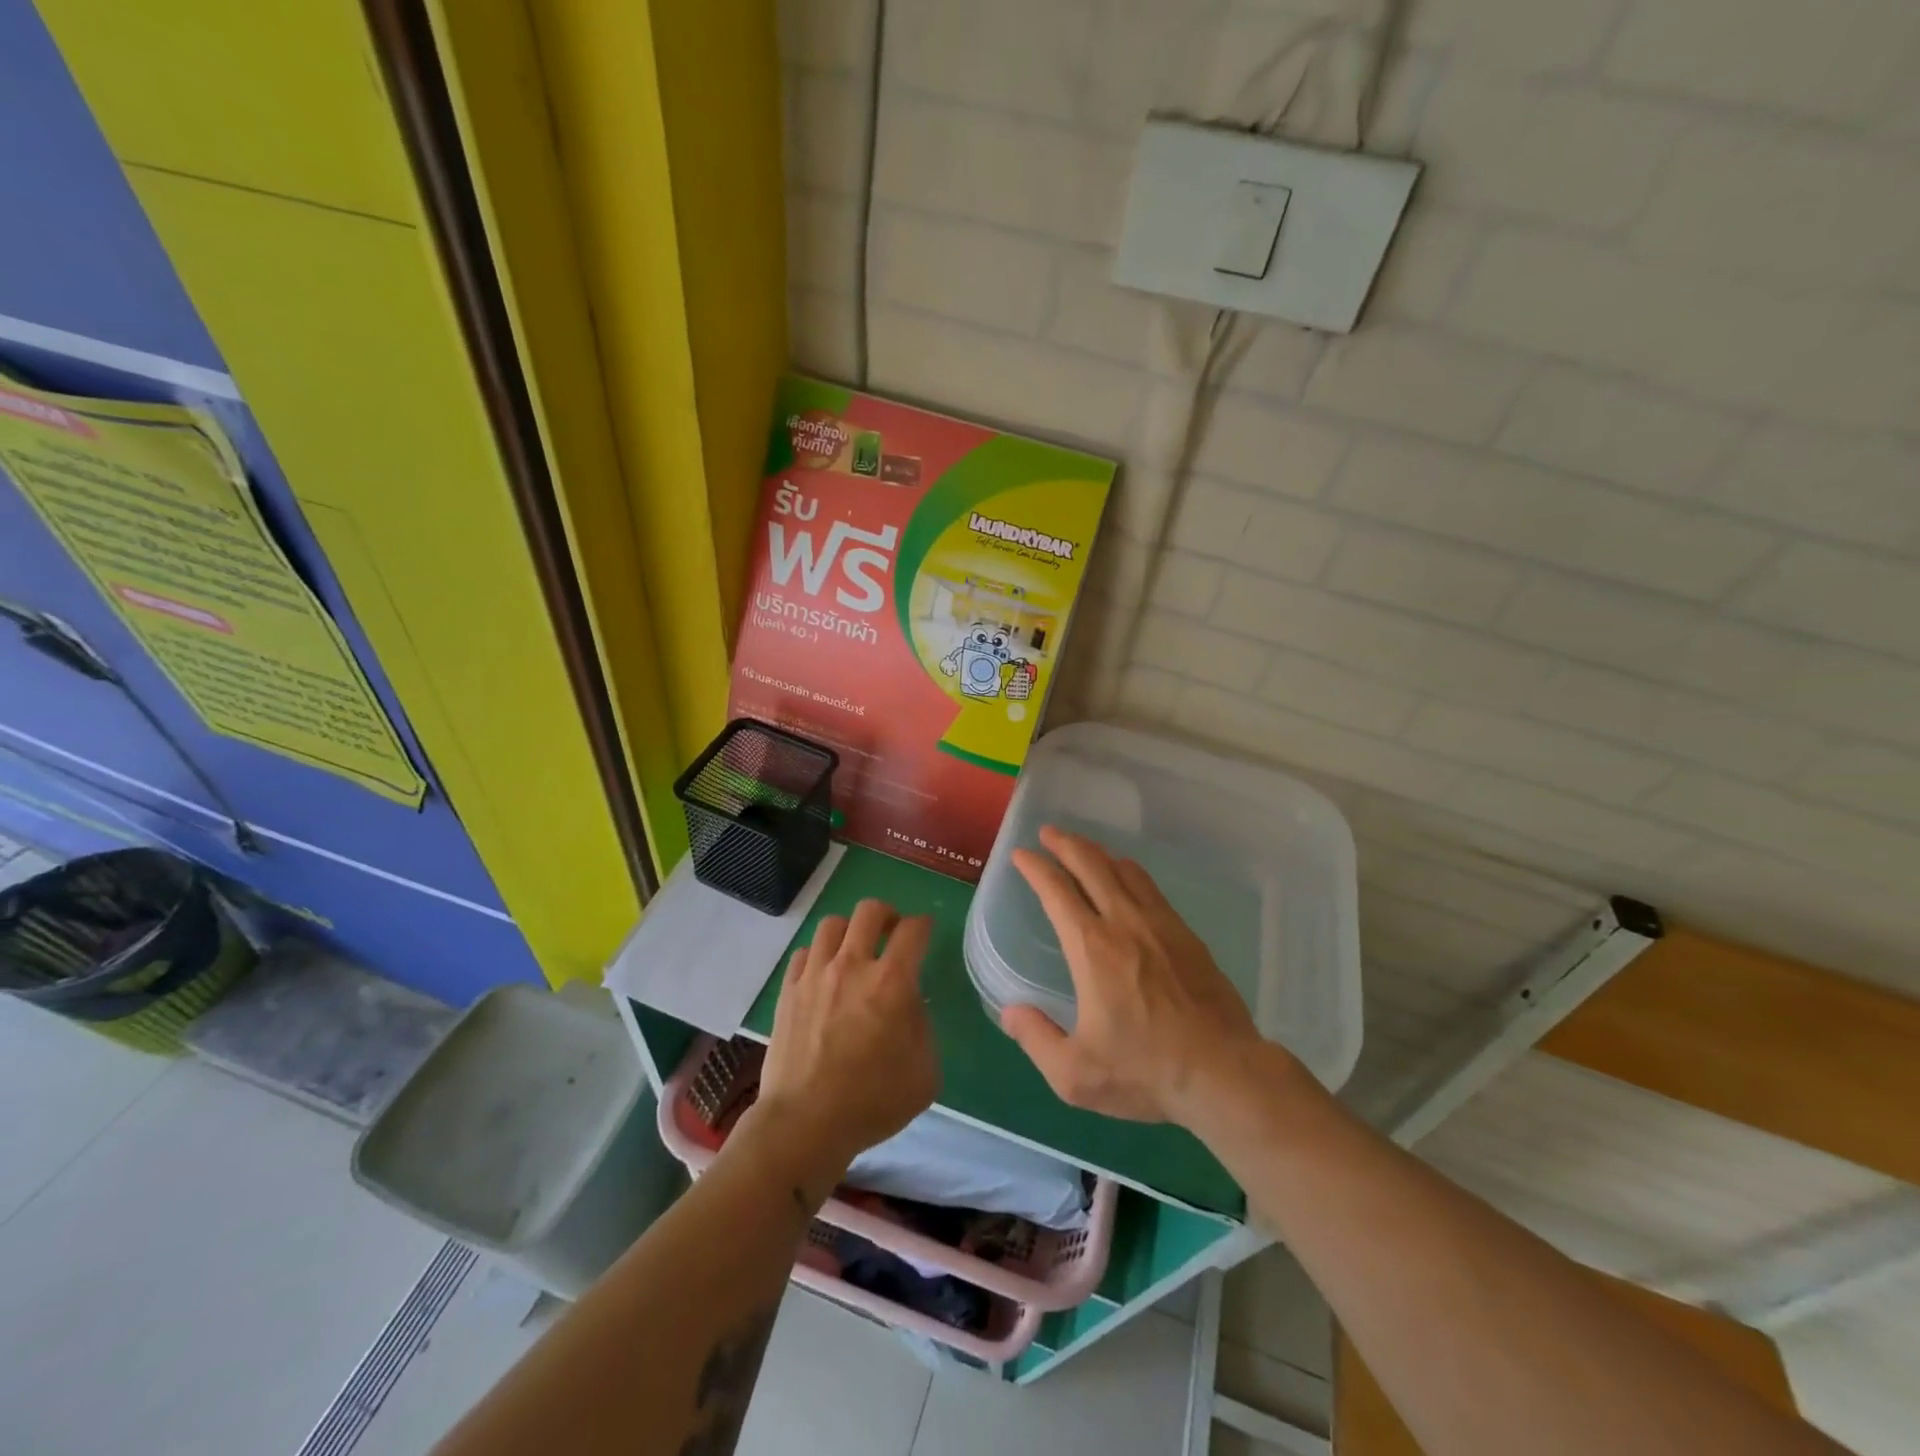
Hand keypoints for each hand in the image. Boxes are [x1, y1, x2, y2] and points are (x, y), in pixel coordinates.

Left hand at [745, 900, 939, 1198]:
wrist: (806, 1123)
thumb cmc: (873, 1102)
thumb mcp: (925, 1073)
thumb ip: (923, 1028)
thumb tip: (910, 1005)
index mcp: (891, 982)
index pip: (913, 930)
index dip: (923, 925)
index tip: (924, 932)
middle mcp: (852, 966)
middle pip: (869, 911)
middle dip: (886, 915)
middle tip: (890, 933)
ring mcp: (815, 975)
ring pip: (832, 924)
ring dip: (849, 931)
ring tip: (854, 950)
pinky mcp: (788, 990)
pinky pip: (803, 953)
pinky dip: (818, 955)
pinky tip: (823, 974)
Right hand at [1002, 825, 1264, 1124]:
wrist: (1224, 1073)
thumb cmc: (1145, 1071)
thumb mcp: (1076, 1075)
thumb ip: (1036, 1039)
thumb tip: (1010, 1012)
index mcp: (1091, 949)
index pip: (1057, 891)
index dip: (1036, 868)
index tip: (1022, 855)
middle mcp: (1124, 923)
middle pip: (1092, 865)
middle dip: (1065, 844)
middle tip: (1048, 832)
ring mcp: (1160, 924)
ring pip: (1124, 870)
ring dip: (1098, 853)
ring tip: (1083, 848)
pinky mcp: (1186, 934)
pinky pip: (1150, 888)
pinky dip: (1129, 872)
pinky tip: (1127, 878)